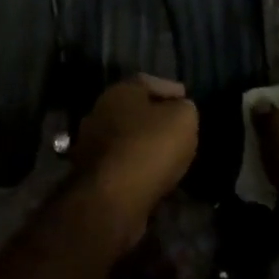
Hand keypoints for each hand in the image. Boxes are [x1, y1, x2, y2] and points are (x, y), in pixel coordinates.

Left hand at [71, 75, 198, 230]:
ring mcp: (91, 143)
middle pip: (133, 109)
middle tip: (178, 126)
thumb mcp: (183, 119)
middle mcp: (99, 112)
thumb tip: (180, 109)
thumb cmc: (150, 147)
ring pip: (125, 136)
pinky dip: (137, 164)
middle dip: (155, 116)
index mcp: (119, 92)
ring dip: (145, 142)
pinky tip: (153, 172)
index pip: (148, 81)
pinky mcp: (91, 173)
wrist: (113, 197)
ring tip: (169, 152)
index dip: (170, 89)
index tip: (187, 98)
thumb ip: (184, 108)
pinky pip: (121, 161)